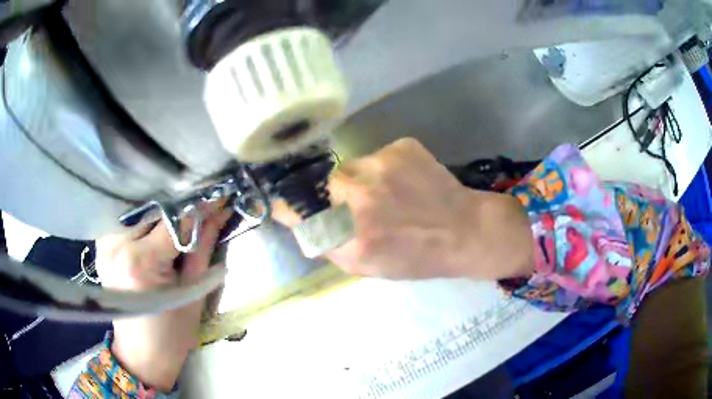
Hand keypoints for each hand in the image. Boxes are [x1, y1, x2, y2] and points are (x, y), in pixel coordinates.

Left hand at [95, 205, 231, 391]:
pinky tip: (155, 231)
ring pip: (140, 212)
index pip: (174, 220)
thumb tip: (219, 211)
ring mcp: (104, 245)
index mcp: (139, 262)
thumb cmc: (172, 334)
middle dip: (180, 208)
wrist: (142, 353)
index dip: (199, 207)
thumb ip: (203, 245)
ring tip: (178, 222)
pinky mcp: (101, 246)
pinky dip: (145, 223)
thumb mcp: (194, 291)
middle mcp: (116, 246)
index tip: (218, 196)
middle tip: (202, 209)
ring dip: (161, 214)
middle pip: (154, 211)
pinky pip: (127, 223)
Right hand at [275, 138, 533, 279]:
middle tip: (359, 205)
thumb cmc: (417, 258)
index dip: (290, 208)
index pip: (297, 210)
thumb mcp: (366, 266)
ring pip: (351, 166)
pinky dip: (384, 168)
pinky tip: (406, 182)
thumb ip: (328, 246)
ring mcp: (383, 164)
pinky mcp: (402, 146)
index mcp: (351, 234)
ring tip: (389, 194)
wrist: (466, 231)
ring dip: (360, 179)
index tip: (290, 208)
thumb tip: (300, 222)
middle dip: (334, 195)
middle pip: (324, 183)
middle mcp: (361, 194)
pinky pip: (377, 155)